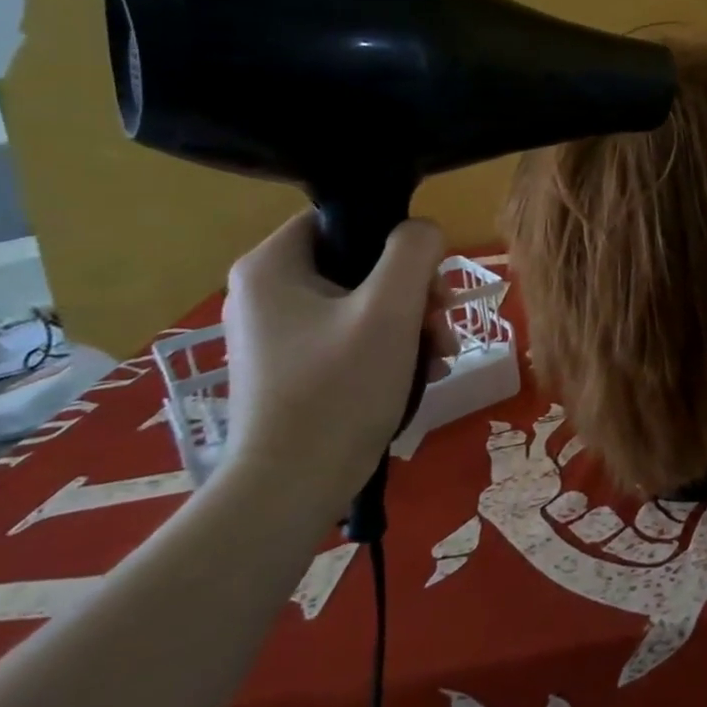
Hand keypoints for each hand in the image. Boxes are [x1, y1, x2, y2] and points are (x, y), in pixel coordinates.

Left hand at [219, 212, 456, 524]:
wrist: (292, 488)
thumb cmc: (339, 387)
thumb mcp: (391, 308)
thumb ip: (414, 250)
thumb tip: (424, 230)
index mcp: (272, 266)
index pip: (342, 218)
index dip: (393, 238)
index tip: (428, 275)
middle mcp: (265, 293)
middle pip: (360, 264)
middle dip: (413, 292)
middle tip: (441, 320)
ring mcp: (277, 334)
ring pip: (363, 303)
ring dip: (412, 322)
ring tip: (442, 354)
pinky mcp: (293, 369)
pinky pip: (351, 337)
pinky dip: (391, 348)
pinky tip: (424, 373)